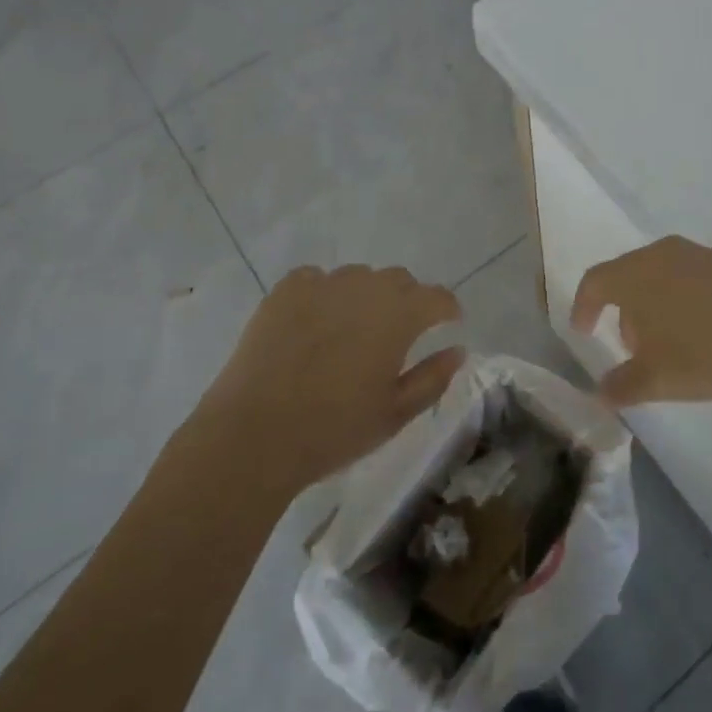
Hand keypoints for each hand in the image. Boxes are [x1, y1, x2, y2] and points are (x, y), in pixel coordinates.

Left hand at [198, 264, 464, 493]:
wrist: (254, 435)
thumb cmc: (334, 429)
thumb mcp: (395, 414)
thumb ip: (432, 378)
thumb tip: (457, 350)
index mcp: (398, 316)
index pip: (437, 297)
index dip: (447, 308)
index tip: (448, 322)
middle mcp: (365, 289)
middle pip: (399, 279)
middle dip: (408, 300)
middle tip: (399, 333)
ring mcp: (322, 285)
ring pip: (358, 276)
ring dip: (366, 295)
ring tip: (353, 328)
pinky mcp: (285, 292)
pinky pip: (316, 279)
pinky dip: (325, 293)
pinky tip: (316, 321)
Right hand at [571, 236, 711, 408]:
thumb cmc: (703, 350)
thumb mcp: (655, 379)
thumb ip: (621, 386)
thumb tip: (601, 392)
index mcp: (633, 274)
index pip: (594, 282)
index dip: (583, 306)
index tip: (582, 329)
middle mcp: (661, 254)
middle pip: (628, 277)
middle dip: (623, 311)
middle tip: (631, 347)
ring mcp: (699, 255)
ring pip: (662, 277)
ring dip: (656, 307)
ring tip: (669, 345)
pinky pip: (693, 280)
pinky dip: (685, 303)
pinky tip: (705, 334)